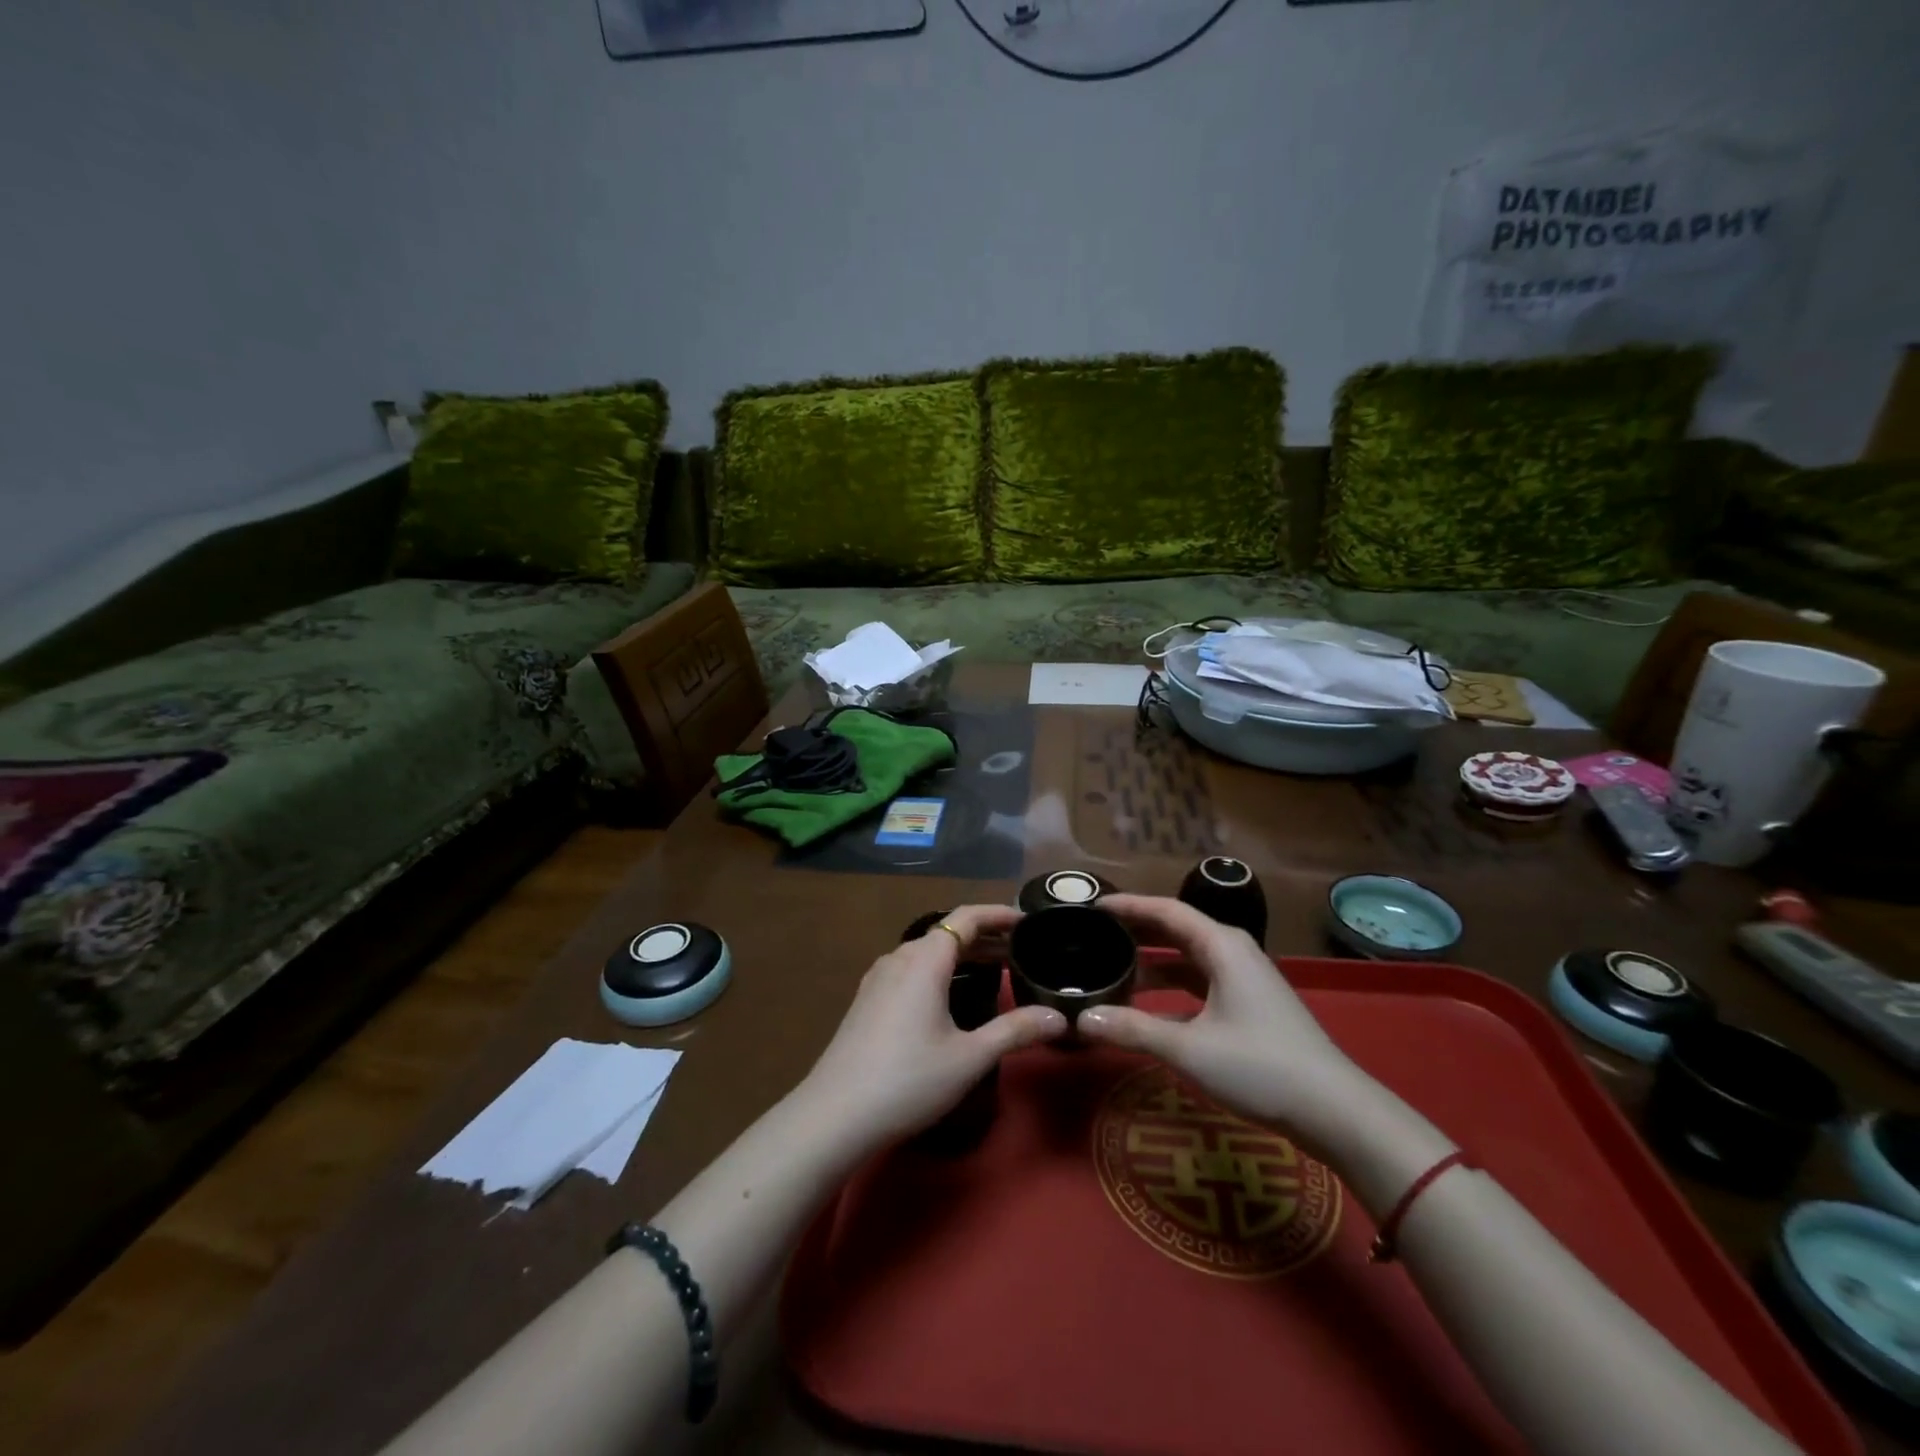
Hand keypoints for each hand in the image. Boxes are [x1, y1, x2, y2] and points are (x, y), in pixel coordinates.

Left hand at [798, 905, 1066, 1148]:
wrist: (834, 1116)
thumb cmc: (908, 1080)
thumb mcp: (970, 1057)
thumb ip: (1015, 1031)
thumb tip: (1059, 1018)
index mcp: (924, 960)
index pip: (967, 917)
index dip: (999, 914)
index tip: (1028, 921)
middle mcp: (899, 957)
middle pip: (947, 934)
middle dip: (986, 937)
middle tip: (1022, 952)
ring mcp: (878, 978)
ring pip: (928, 952)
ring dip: (962, 955)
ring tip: (993, 972)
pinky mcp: (867, 999)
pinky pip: (911, 969)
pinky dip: (939, 971)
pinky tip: (950, 997)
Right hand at [1077, 895, 1365, 1141]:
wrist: (1333, 1110)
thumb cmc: (1259, 1067)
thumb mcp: (1188, 1049)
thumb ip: (1133, 1030)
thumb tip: (1082, 1019)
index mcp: (1221, 945)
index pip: (1165, 910)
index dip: (1128, 905)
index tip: (1093, 906)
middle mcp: (1232, 952)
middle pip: (1176, 929)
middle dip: (1137, 929)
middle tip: (1095, 932)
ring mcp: (1244, 979)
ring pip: (1188, 957)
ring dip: (1153, 961)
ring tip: (1114, 967)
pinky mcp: (1249, 1005)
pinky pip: (1200, 981)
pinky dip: (1172, 986)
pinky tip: (1149, 1006)